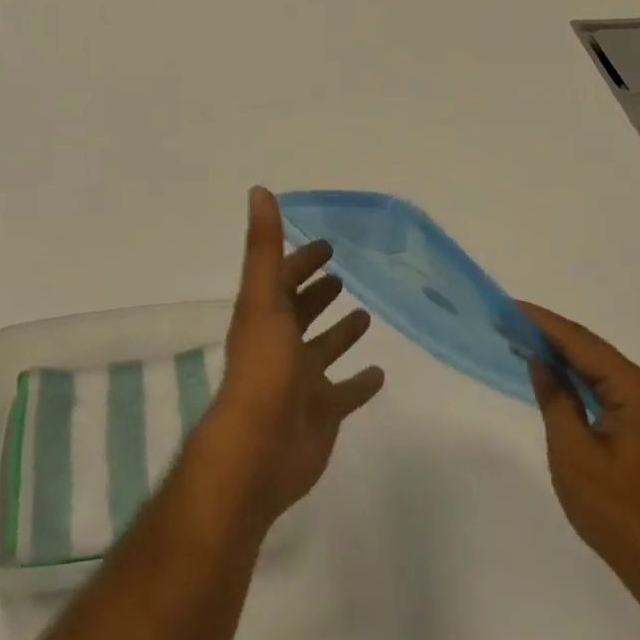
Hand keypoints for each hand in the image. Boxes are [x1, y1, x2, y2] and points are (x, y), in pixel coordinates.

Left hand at [197, 188, 385, 527]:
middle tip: (343, 274)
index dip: (302, 260)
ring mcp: (301, 381)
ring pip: (324, 349)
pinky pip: (345, 394)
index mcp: (266, 316)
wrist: (260, 450)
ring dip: (340, 332)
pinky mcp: (322, 413)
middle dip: (319, 292)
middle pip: (302, 311)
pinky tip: (381, 373)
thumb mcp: (263, 298)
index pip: (285, 279)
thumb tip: (258, 189)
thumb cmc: (262, 368)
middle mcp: (281, 344)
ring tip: (366, 315)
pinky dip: (360, 383)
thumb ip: (264, 246)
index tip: (327, 244)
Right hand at [519, 302, 639, 591]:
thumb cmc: (620, 514)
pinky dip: (584, 384)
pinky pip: (614, 393)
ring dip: (567, 360)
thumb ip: (555, 398)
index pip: (583, 344)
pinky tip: (558, 379)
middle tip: (509, 323)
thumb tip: (541, 361)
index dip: (543, 324)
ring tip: (524, 343)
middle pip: (596, 354)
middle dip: (552, 338)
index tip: (509, 308)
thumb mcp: (573, 452)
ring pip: (605, 373)